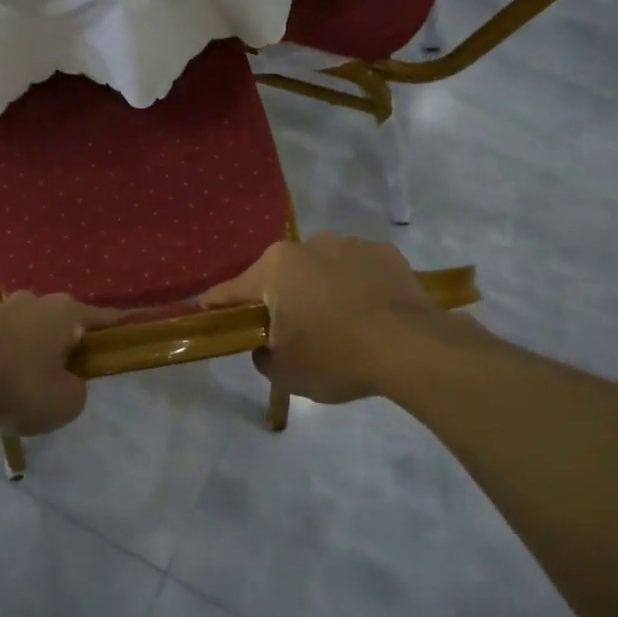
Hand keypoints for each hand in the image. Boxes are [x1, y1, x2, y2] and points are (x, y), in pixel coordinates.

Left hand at [0, 292, 115, 436]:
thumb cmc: (20, 388)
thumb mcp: (66, 402)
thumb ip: (76, 389)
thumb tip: (66, 380)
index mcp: (66, 313)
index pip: (102, 318)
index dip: (116, 328)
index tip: (127, 332)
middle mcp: (34, 300)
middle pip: (58, 319)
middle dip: (62, 340)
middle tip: (62, 372)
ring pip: (23, 323)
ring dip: (27, 342)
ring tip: (20, 374)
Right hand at [201, 234, 460, 402]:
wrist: (411, 347)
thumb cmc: (336, 357)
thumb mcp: (285, 372)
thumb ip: (263, 356)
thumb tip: (265, 346)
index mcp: (275, 268)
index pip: (232, 290)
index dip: (218, 305)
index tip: (206, 312)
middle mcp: (308, 245)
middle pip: (281, 275)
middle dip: (279, 298)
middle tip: (290, 331)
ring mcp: (350, 244)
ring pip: (321, 269)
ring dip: (320, 289)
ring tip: (339, 323)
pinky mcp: (385, 252)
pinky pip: (358, 270)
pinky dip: (356, 287)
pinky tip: (369, 314)